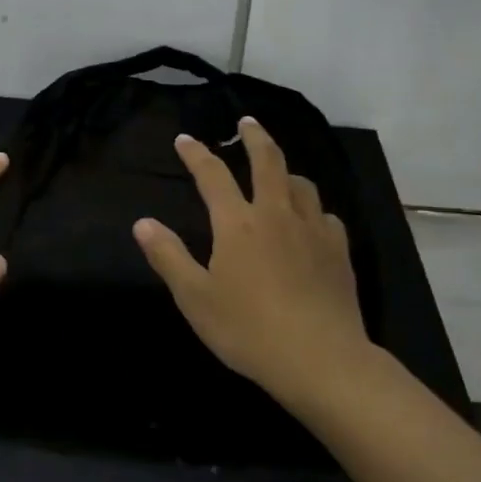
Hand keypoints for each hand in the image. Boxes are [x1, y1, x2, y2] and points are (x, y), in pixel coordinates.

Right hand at [132, 117, 376, 410]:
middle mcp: (276, 215)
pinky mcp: (338, 251)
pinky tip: (309, 220)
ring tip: (278, 171)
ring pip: (301, 184)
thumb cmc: (248, 329)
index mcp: (238, 223)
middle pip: (268, 161)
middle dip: (254, 136)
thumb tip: (142, 222)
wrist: (321, 360)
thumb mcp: (194, 297)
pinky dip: (311, 208)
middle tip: (246, 121)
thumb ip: (168, 256)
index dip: (196, 153)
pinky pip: (325, 215)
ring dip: (285, 170)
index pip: (213, 175)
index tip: (185, 139)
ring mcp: (313, 230)